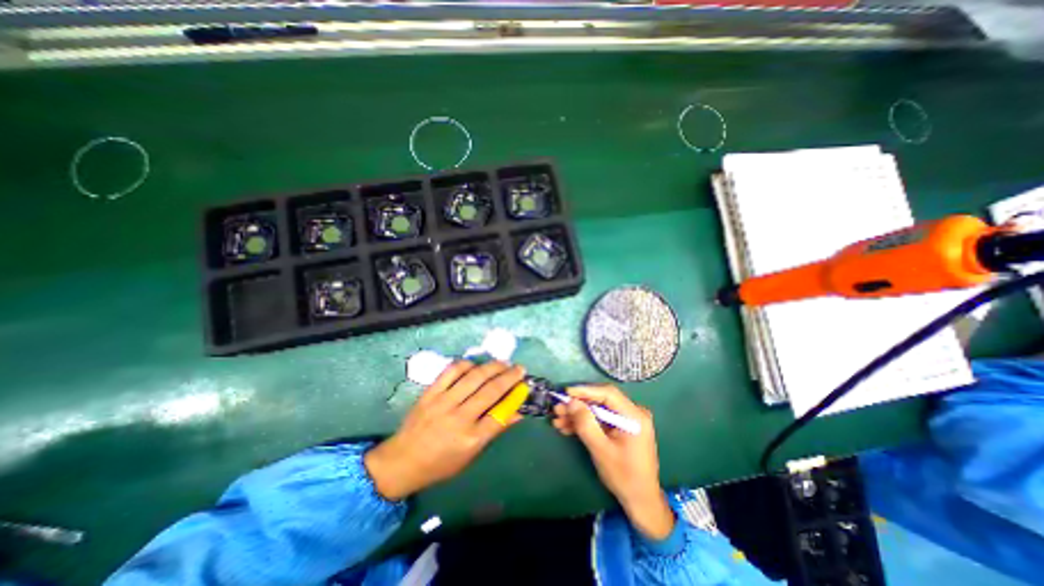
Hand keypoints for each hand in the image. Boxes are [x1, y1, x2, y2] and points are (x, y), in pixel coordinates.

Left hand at [367, 362, 531, 497]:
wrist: (402, 461)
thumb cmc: (441, 463)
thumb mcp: (471, 455)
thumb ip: (495, 430)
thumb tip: (518, 412)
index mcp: (471, 439)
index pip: (501, 413)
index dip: (516, 396)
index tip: (525, 385)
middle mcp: (459, 418)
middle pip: (491, 391)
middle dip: (509, 376)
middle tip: (520, 368)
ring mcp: (443, 403)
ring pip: (474, 377)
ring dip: (492, 366)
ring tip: (503, 363)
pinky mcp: (430, 393)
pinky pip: (451, 371)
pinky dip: (467, 364)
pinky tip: (475, 365)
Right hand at [549, 385, 673, 539]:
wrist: (642, 502)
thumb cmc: (625, 477)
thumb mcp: (601, 450)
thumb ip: (586, 424)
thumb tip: (570, 402)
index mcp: (634, 416)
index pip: (608, 393)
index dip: (585, 391)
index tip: (565, 393)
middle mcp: (632, 413)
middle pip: (601, 401)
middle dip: (578, 405)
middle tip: (557, 409)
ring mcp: (626, 421)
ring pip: (597, 411)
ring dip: (578, 415)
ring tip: (557, 420)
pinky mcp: (620, 429)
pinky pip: (600, 420)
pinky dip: (585, 423)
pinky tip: (567, 427)